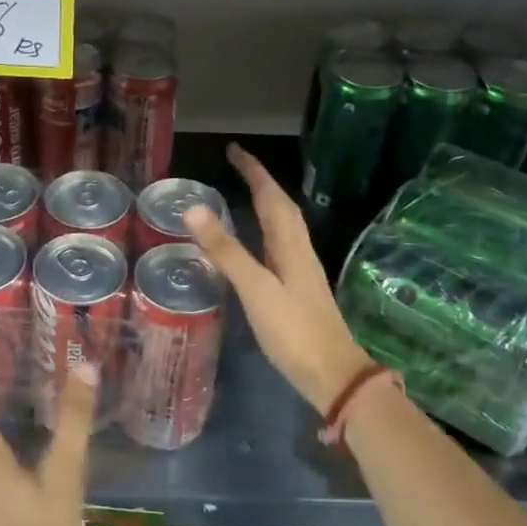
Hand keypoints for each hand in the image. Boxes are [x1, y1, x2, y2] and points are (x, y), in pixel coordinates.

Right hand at [184, 143, 372, 416]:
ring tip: (244, 192)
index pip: (270, 196)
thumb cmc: (293, 331)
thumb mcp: (255, 289)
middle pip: (281, 206)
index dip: (254, 171)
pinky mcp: (298, 288)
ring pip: (283, 225)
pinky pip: (280, 245)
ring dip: (266, 203)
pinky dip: (266, 230)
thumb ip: (226, 251)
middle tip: (236, 166)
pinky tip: (257, 242)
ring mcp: (301, 270)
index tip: (234, 150)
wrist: (332, 374)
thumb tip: (194, 210)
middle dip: (260, 182)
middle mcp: (299, 250)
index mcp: (290, 245)